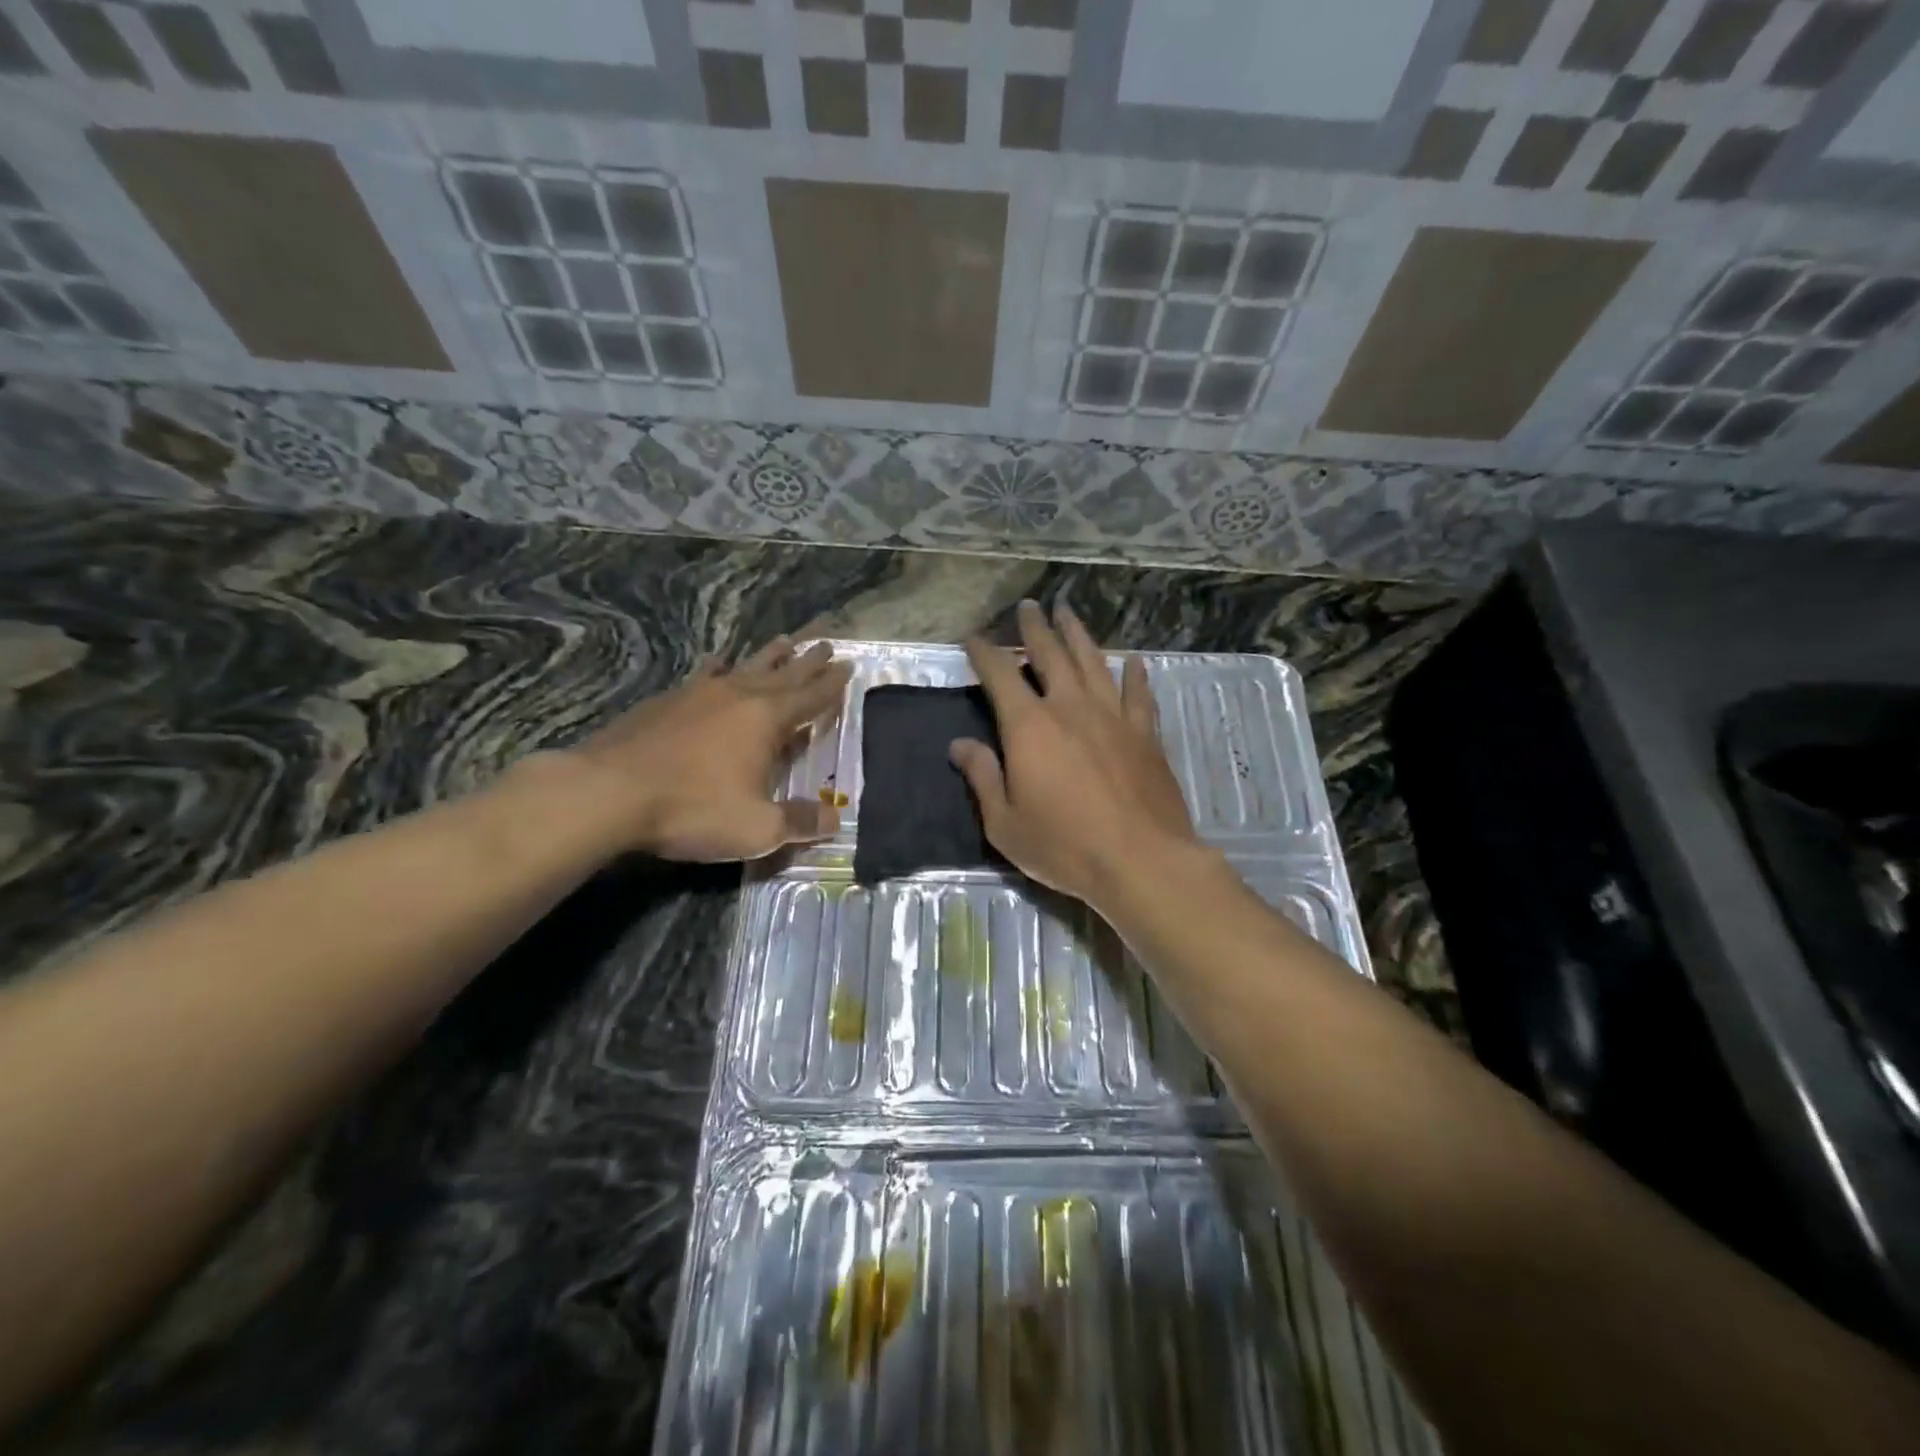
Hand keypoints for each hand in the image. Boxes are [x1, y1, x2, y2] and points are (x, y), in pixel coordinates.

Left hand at [556, 638, 851, 861]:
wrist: (609, 792)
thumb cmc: (693, 808)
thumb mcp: (757, 828)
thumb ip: (799, 823)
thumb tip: (835, 820)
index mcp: (767, 720)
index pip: (811, 698)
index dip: (832, 685)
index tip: (848, 666)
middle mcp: (738, 696)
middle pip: (783, 673)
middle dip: (808, 662)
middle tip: (827, 645)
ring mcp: (699, 694)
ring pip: (745, 667)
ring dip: (769, 656)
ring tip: (785, 641)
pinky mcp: (666, 701)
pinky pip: (704, 675)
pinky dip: (718, 667)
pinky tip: (717, 661)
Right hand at [951, 600, 1199, 907]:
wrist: (1142, 860)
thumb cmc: (1064, 846)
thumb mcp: (1005, 823)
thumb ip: (982, 778)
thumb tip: (960, 745)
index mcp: (1029, 726)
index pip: (1000, 675)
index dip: (984, 653)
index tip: (974, 638)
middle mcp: (1070, 708)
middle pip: (1050, 655)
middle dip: (1035, 628)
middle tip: (1029, 606)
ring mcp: (1113, 717)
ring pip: (1093, 663)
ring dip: (1078, 636)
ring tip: (1068, 613)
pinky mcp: (1146, 734)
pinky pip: (1138, 695)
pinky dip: (1134, 675)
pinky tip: (1133, 662)